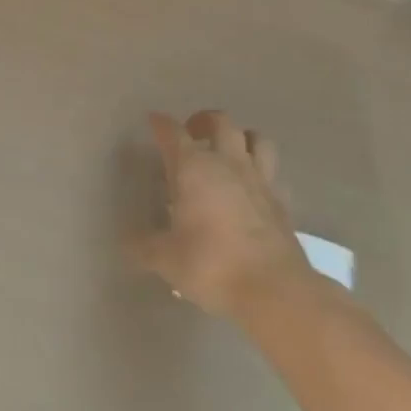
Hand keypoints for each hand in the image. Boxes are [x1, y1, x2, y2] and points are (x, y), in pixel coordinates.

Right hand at [127, 110, 320, 316]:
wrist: (274, 290)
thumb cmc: (212, 264)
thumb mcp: (166, 259)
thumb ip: (144, 246)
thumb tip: (126, 243)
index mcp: (193, 167)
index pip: (173, 131)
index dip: (161, 123)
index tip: (153, 121)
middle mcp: (227, 163)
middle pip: (220, 122)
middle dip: (204, 121)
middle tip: (192, 134)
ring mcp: (259, 180)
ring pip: (257, 139)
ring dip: (242, 138)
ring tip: (229, 152)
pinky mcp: (283, 202)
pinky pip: (274, 174)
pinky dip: (263, 173)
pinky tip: (254, 188)